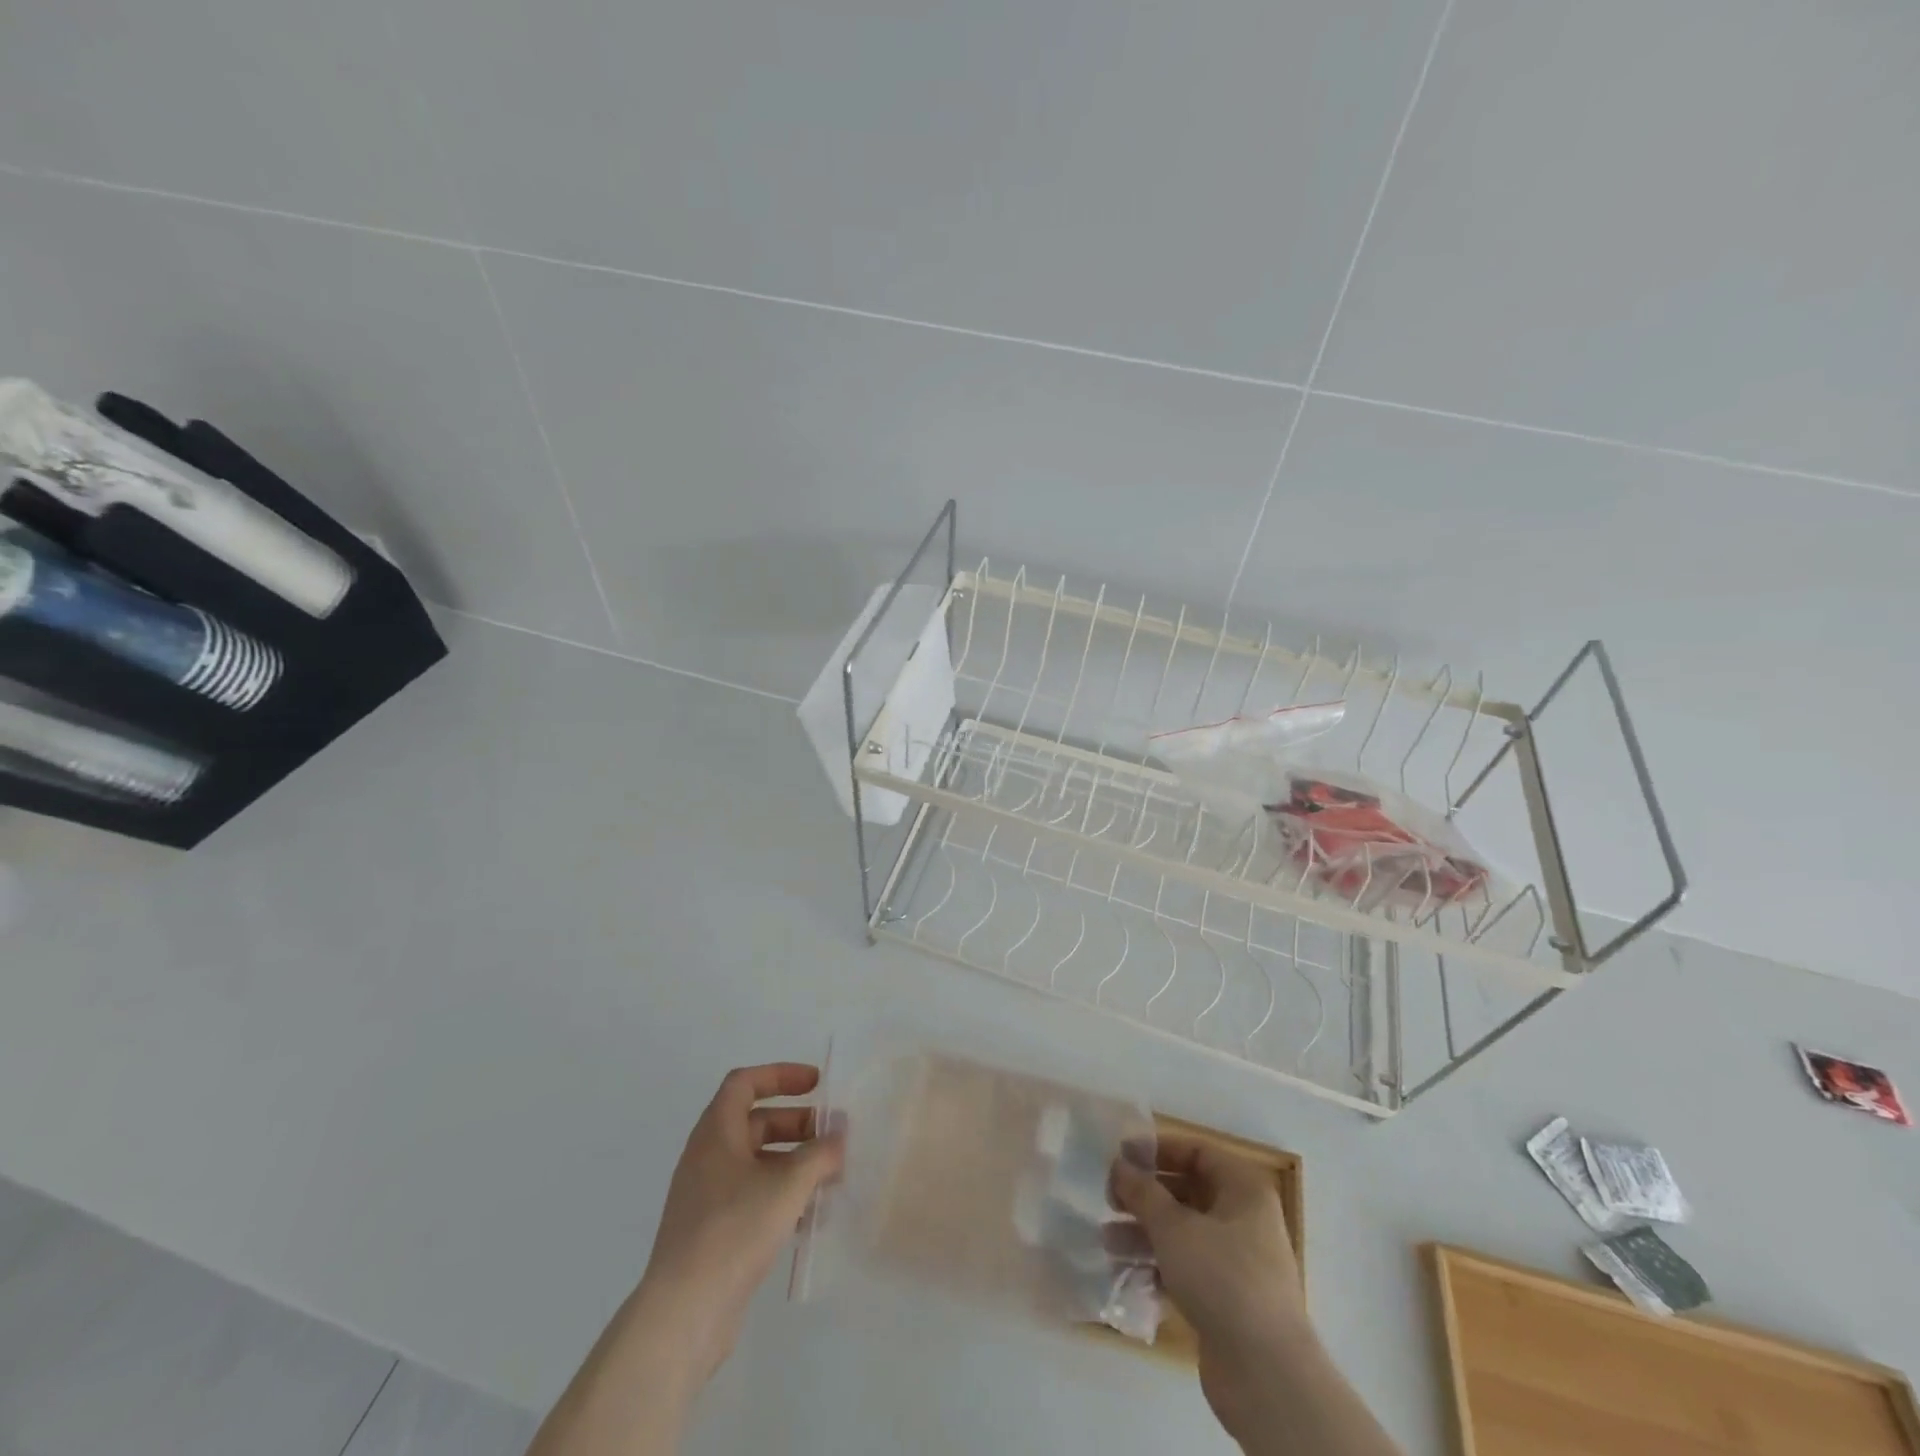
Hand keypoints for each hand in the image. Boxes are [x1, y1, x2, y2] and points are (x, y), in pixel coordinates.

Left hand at [636, 1063, 844, 1386]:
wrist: (683, 1314)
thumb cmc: (734, 1230)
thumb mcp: (788, 1185)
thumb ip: (819, 1154)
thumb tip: (839, 1137)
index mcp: (716, 1132)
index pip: (745, 1082)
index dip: (781, 1075)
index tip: (816, 1084)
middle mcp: (708, 1157)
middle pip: (755, 1122)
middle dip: (796, 1125)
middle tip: (832, 1137)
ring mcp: (707, 1197)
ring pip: (756, 1163)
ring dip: (793, 1163)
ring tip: (830, 1178)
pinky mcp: (713, 1232)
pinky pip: (752, 1196)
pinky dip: (781, 1195)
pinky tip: (810, 1217)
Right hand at [1113, 1138, 1311, 1436]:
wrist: (1266, 1376)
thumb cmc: (1222, 1278)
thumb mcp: (1174, 1226)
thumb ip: (1142, 1191)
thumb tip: (1119, 1164)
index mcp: (1243, 1189)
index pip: (1197, 1152)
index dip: (1158, 1150)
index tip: (1121, 1156)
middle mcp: (1244, 1219)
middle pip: (1187, 1192)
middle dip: (1145, 1196)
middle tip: (1108, 1199)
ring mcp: (1237, 1262)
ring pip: (1183, 1233)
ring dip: (1144, 1233)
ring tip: (1106, 1241)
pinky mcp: (1227, 1300)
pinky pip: (1186, 1269)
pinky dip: (1158, 1267)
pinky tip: (1124, 1274)